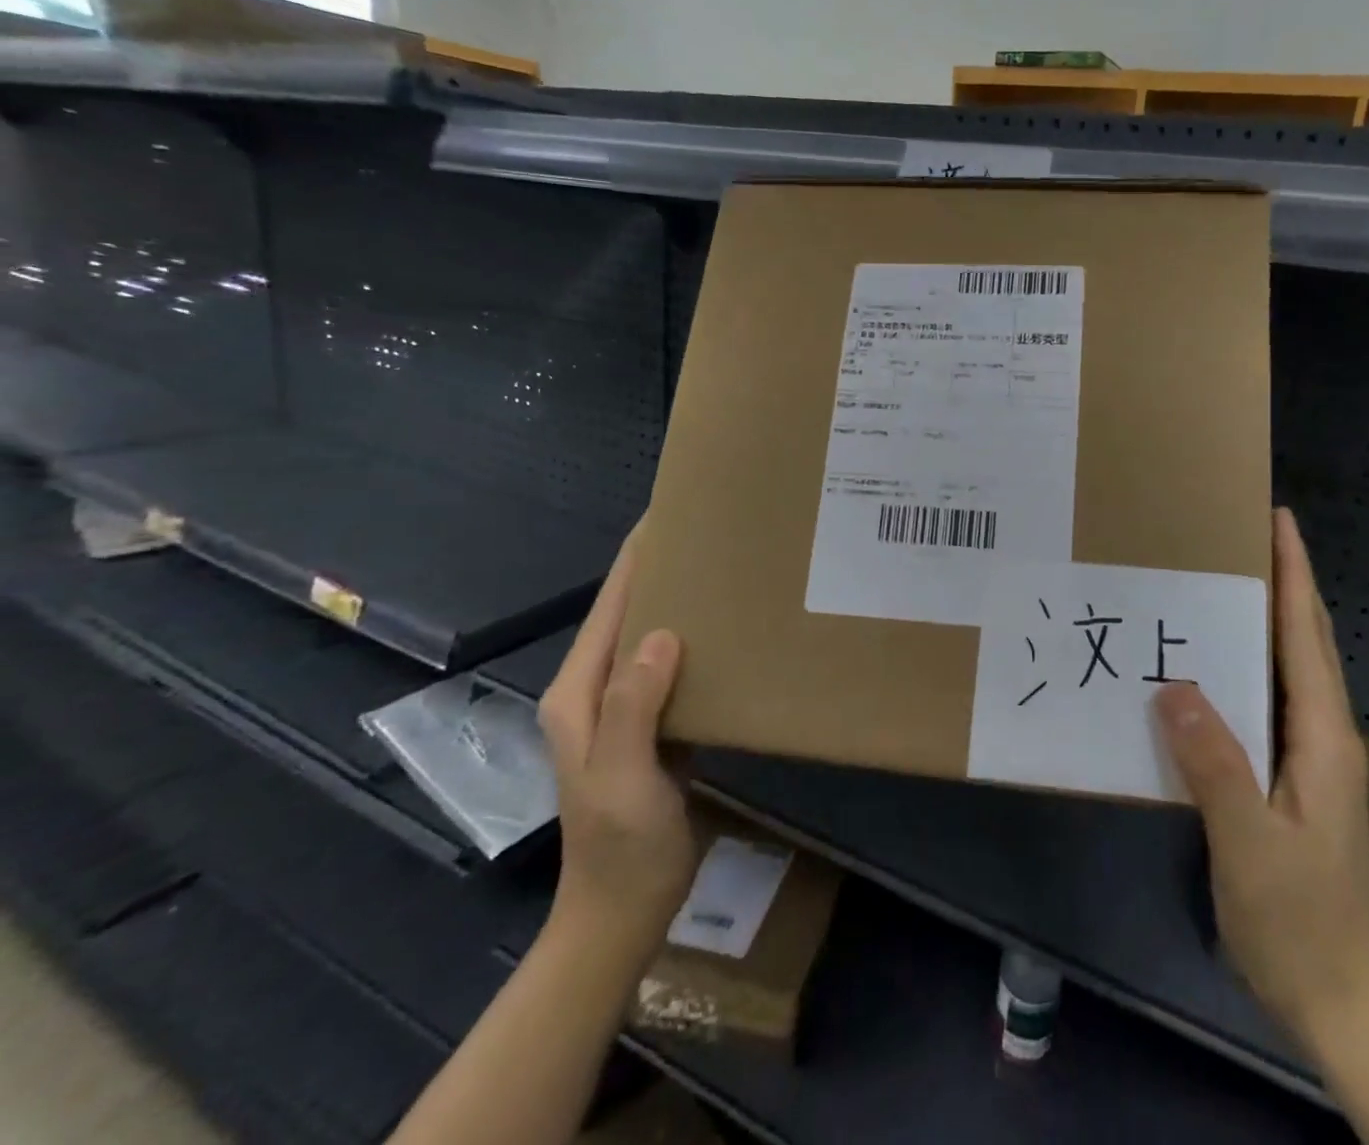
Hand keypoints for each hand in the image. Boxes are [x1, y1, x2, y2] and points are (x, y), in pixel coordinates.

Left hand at [537, 539, 695, 970]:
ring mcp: (624, 710)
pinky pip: (671, 669)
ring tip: (725, 568)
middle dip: (661, 571)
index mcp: (578, 694)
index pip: (609, 609)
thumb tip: (663, 633)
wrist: (622, 916)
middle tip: (712, 533)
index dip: (635, 560)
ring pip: (652, 638)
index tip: (668, 514)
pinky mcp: (652, 725)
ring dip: (680, 602)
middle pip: (628, 615)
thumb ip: (633, 707)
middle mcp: (596, 692)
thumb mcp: (623, 779)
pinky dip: (695, 640)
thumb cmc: (621, 849)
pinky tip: (727, 631)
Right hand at [1153, 508, 1368, 1060]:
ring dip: (1269, 618)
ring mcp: (1313, 758)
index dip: (1295, 574)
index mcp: (1323, 738)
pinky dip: (1252, 662)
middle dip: (1285, 581)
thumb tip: (1172, 684)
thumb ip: (1215, 764)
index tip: (1278, 519)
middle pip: (1308, 641)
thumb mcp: (1249, 845)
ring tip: (1223, 581)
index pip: (1307, 637)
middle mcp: (1325, 735)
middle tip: (1241, 535)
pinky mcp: (1295, 778)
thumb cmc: (1298, 921)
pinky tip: (1213, 664)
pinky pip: (1271, 699)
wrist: (1341, 1001)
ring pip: (1292, 668)